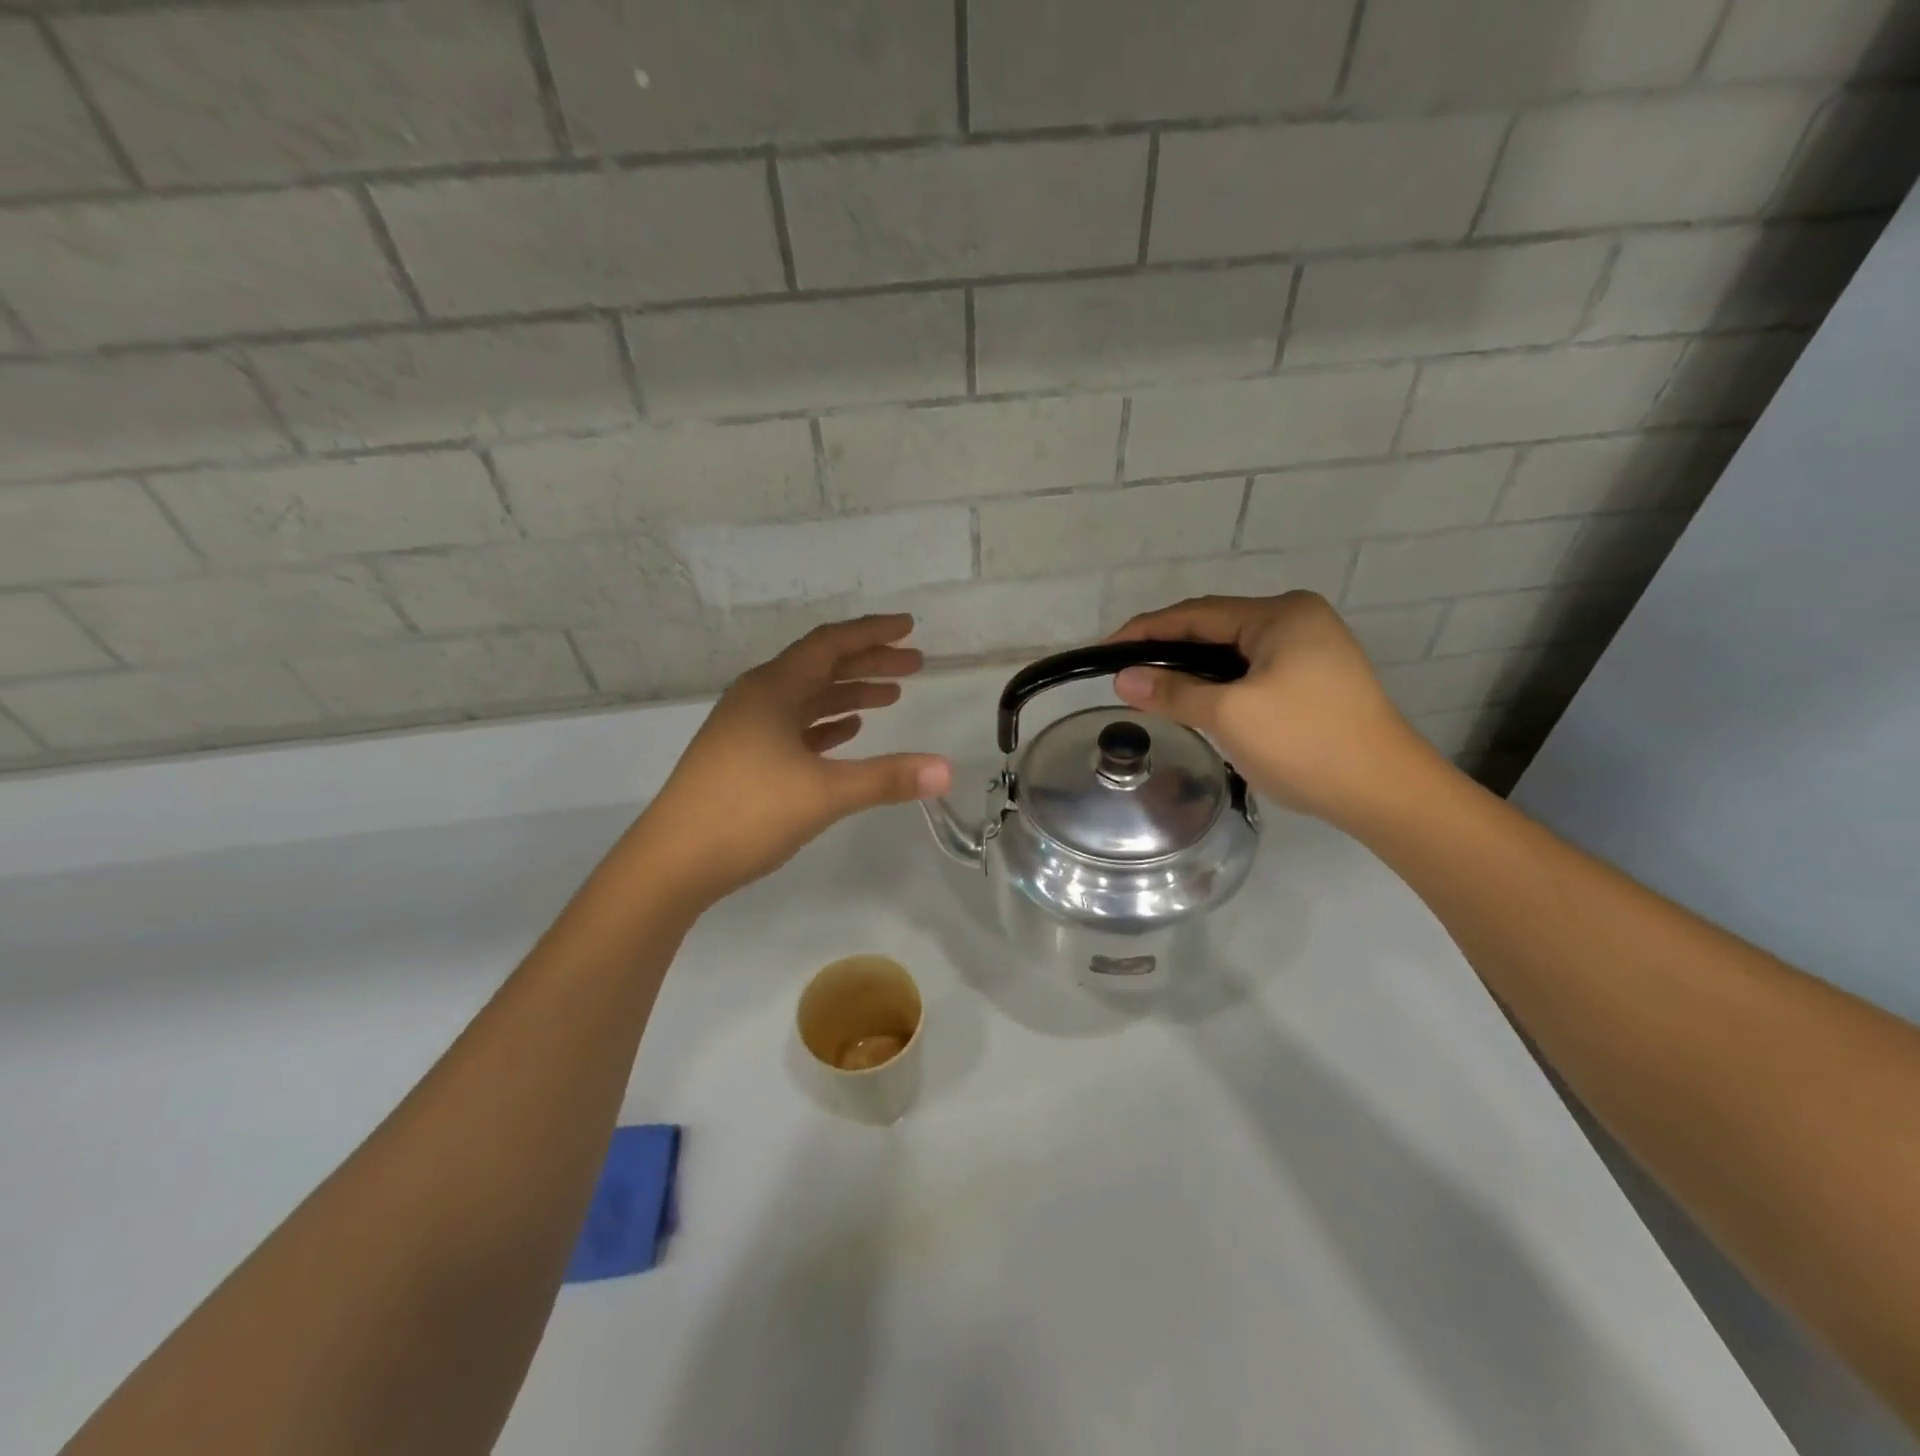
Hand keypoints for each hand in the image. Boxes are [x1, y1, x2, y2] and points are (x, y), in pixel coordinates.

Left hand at [631, 615, 952, 903]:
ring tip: (891, 697)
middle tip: (914, 664)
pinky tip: (847, 731)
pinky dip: (824, 724)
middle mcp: (757, 698)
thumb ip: (887, 778)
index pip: (830, 644)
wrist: (672, 861)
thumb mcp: (824, 793)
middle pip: (821, 667)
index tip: (909, 627)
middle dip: (869, 663)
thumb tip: (948, 769)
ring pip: (807, 698)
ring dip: (849, 694)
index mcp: (773, 689)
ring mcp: (746, 728)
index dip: (872, 633)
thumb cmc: (747, 813)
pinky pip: (792, 727)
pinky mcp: (742, 757)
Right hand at [1108, 592, 1438, 824]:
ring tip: (1151, 688)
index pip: (1195, 614)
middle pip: (1214, 628)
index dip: (1144, 631)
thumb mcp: (1229, 715)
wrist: (1384, 792)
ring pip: (1232, 652)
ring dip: (1192, 668)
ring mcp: (1312, 649)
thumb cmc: (1304, 743)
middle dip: (1167, 649)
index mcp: (1280, 615)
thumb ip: (1173, 691)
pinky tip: (1197, 700)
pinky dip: (1219, 683)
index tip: (1103, 651)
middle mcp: (1297, 620)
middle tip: (1123, 672)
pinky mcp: (1315, 678)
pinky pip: (1251, 670)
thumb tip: (1122, 678)